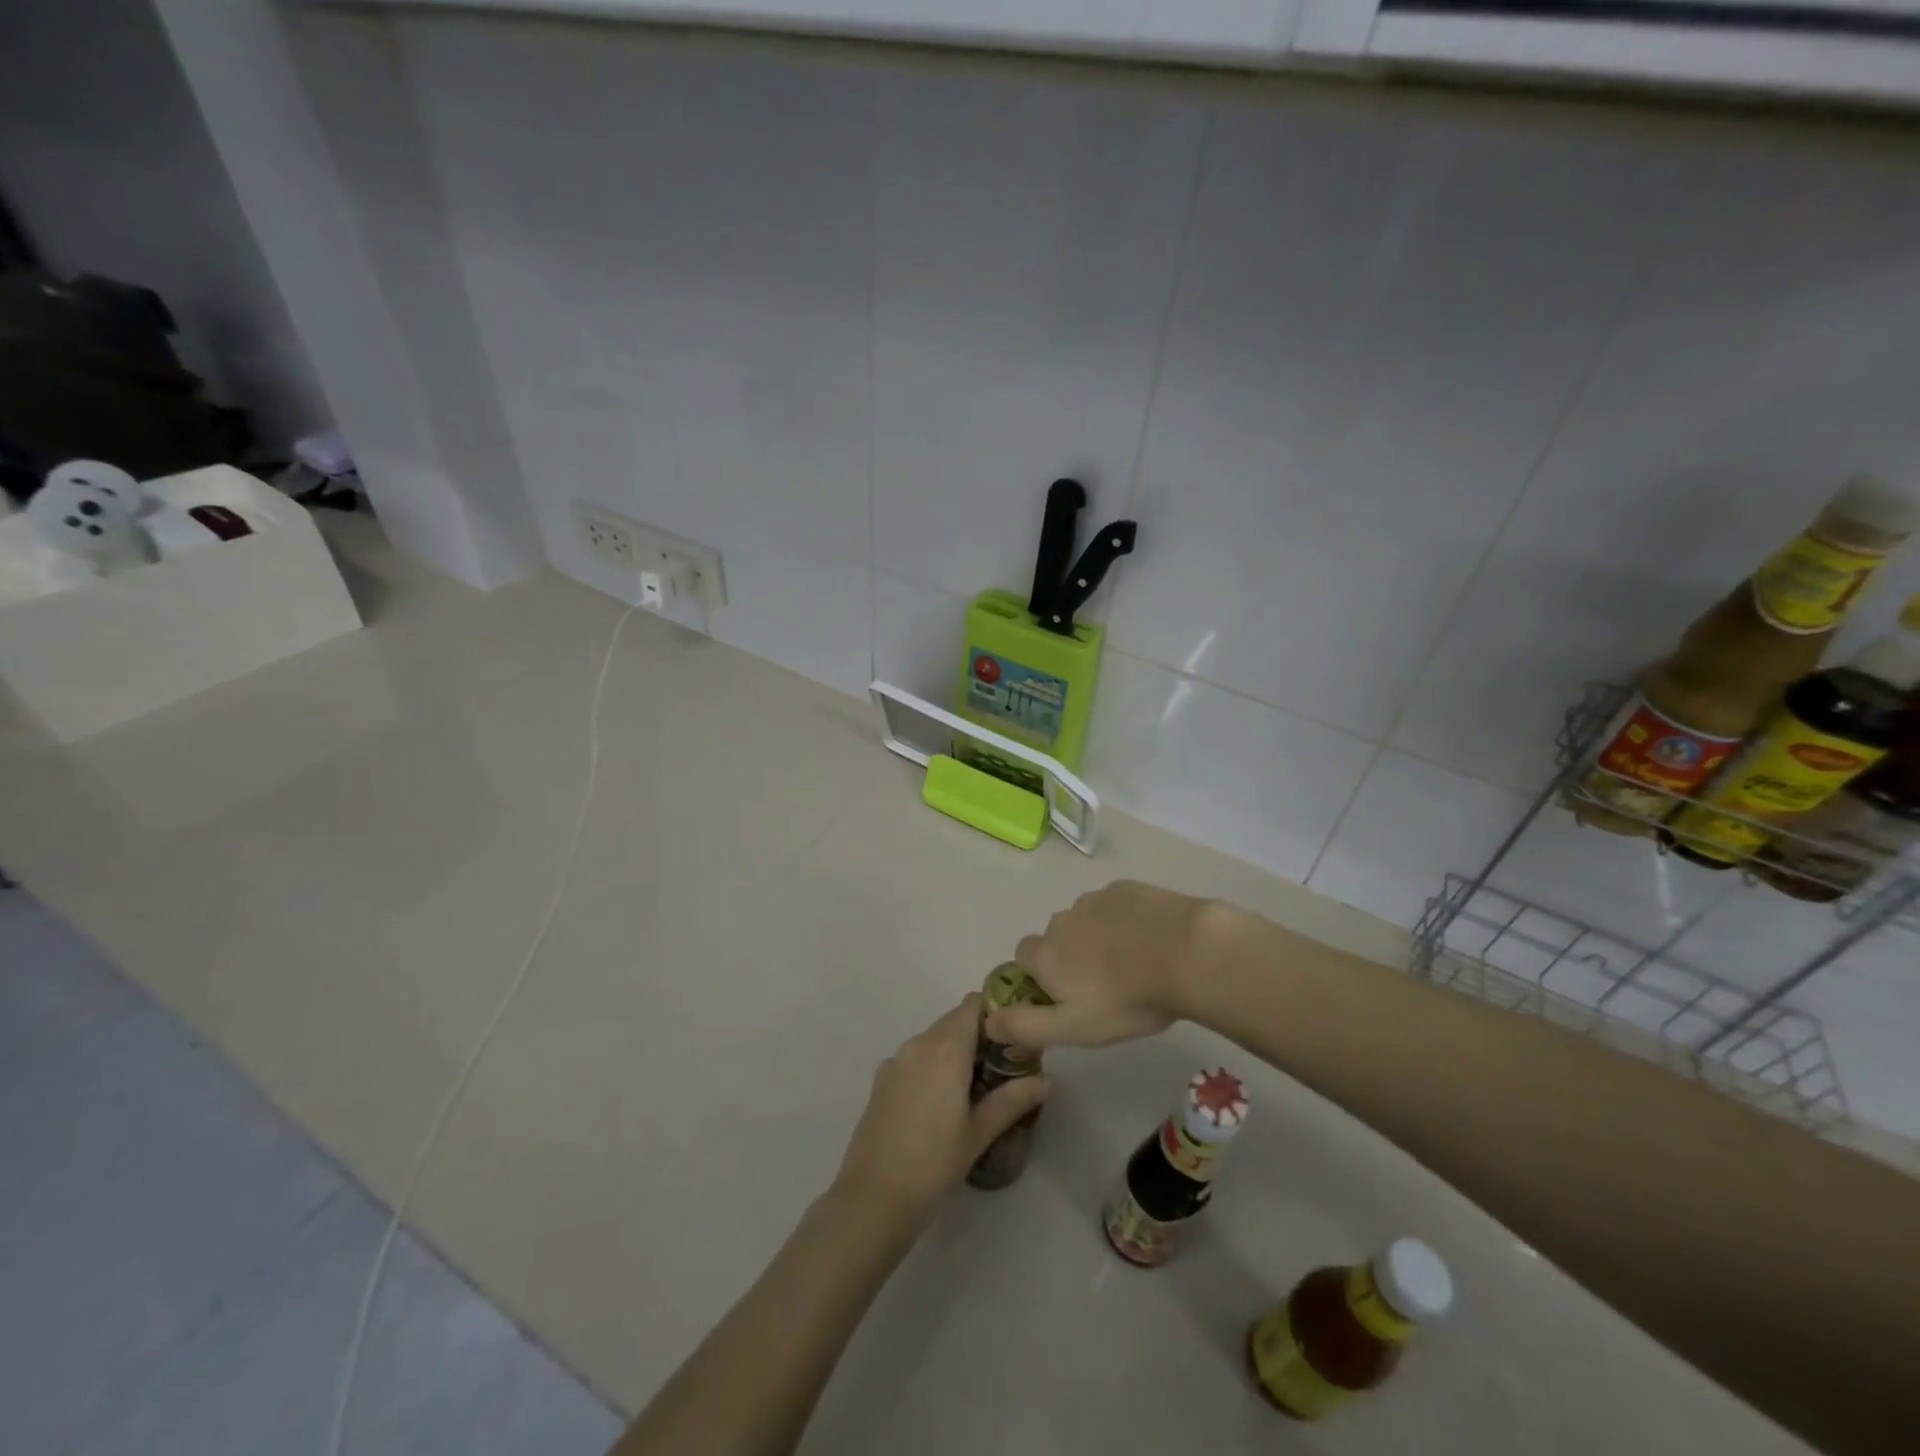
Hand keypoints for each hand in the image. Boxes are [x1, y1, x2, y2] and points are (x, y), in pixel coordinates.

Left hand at [831, 994, 1050, 1229]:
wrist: (872, 1199)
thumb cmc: (933, 1164)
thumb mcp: (979, 1133)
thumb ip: (1012, 1100)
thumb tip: (1047, 1080)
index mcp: (946, 1049)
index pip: (974, 1004)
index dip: (995, 1014)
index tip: (1013, 1039)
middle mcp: (919, 1043)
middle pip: (955, 1020)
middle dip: (980, 1037)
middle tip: (1002, 1071)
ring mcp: (896, 1060)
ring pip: (934, 1039)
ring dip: (956, 1052)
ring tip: (975, 1090)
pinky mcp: (881, 1079)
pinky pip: (915, 1058)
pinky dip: (933, 1066)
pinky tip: (941, 1104)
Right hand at [985, 881, 1222, 1050]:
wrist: (1186, 952)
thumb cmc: (1126, 999)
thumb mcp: (1073, 1028)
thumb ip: (1025, 1026)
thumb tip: (988, 1020)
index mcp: (1045, 953)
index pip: (1023, 958)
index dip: (1039, 977)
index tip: (1066, 997)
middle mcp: (1061, 920)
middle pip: (1056, 938)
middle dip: (1070, 956)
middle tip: (1104, 985)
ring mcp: (1095, 899)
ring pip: (1086, 920)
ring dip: (1097, 937)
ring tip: (1132, 962)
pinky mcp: (1126, 888)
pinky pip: (1114, 905)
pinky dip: (1123, 920)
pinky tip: (1148, 939)